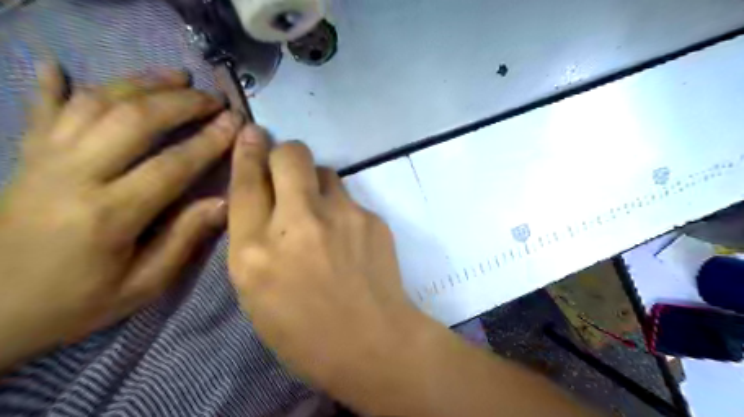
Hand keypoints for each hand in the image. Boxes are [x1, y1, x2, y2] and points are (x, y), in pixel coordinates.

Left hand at [1, 63, 240, 371]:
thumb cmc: (76, 302)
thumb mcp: (142, 285)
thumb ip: (184, 240)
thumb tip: (223, 203)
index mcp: (109, 215)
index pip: (172, 165)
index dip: (209, 141)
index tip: (236, 122)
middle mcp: (74, 176)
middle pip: (134, 121)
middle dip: (181, 103)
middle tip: (214, 98)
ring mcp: (43, 161)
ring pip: (95, 104)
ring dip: (140, 83)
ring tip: (175, 76)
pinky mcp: (24, 158)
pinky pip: (40, 111)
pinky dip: (50, 84)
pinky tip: (56, 64)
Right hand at [228, 132, 437, 412]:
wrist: (372, 341)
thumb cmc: (305, 331)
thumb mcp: (257, 293)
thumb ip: (254, 242)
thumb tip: (264, 201)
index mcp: (255, 252)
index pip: (245, 183)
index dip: (248, 153)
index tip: (252, 134)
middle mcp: (297, 223)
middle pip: (290, 155)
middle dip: (285, 155)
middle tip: (289, 171)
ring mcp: (340, 216)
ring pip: (325, 171)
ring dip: (317, 185)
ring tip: (324, 216)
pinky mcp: (371, 218)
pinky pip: (350, 199)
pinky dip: (343, 210)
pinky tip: (350, 239)